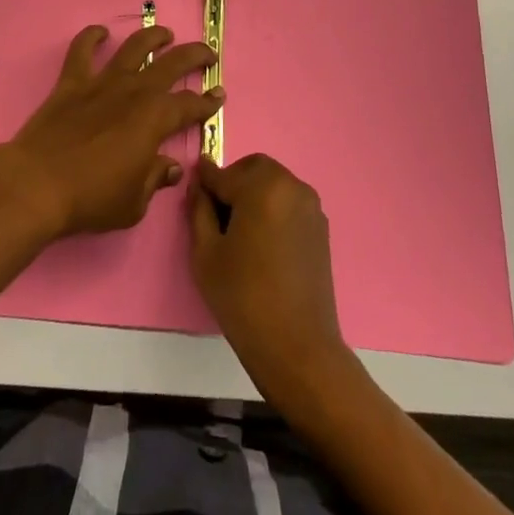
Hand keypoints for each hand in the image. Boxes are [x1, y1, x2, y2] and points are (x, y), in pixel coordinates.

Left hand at [5, 23, 222, 235]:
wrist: (38, 185)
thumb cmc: (92, 198)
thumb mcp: (134, 203)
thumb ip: (155, 179)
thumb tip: (171, 167)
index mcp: (155, 119)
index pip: (190, 106)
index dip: (208, 101)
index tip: (218, 95)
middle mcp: (134, 91)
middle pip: (172, 64)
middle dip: (195, 55)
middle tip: (207, 54)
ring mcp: (102, 82)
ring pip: (134, 47)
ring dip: (153, 37)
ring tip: (164, 34)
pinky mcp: (72, 82)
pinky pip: (82, 50)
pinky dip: (91, 37)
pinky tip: (100, 32)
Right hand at [188, 153, 350, 404]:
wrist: (297, 346)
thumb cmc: (243, 298)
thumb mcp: (206, 253)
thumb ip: (199, 210)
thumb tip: (198, 185)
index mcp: (261, 187)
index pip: (223, 174)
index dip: (204, 180)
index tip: (193, 185)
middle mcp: (290, 186)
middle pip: (254, 168)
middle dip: (233, 181)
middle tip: (218, 213)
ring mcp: (310, 205)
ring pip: (273, 182)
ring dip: (255, 192)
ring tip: (240, 230)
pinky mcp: (320, 226)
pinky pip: (289, 201)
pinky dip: (273, 207)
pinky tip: (263, 241)